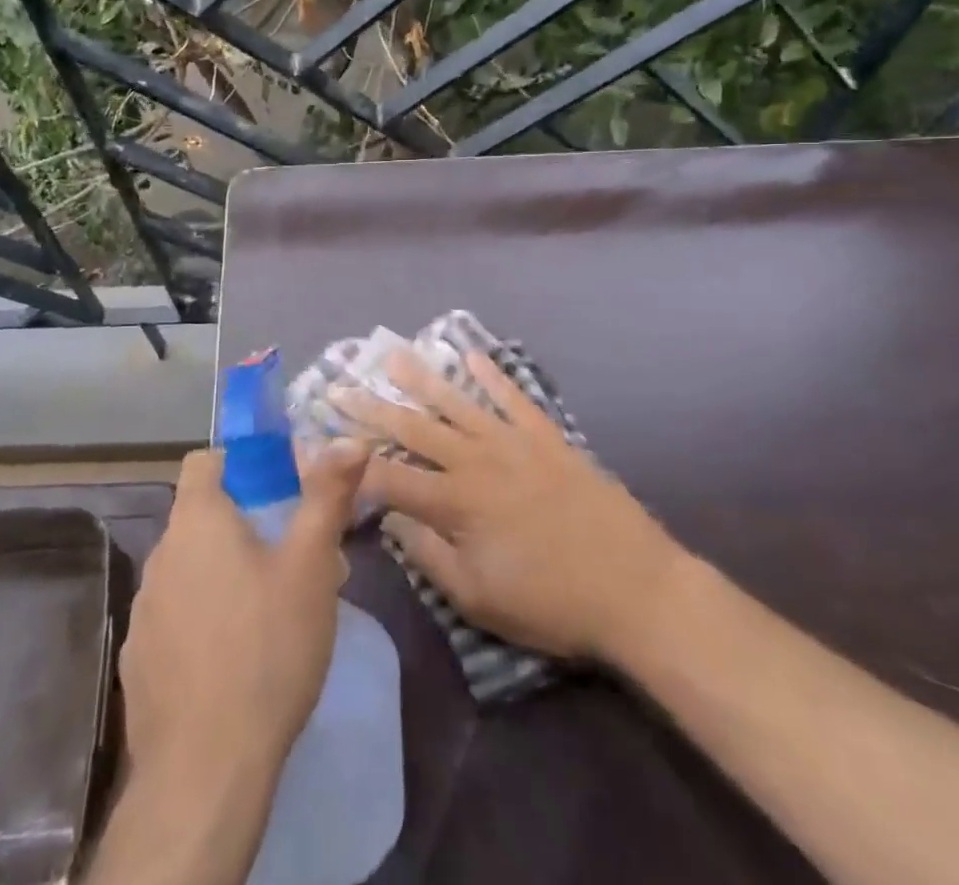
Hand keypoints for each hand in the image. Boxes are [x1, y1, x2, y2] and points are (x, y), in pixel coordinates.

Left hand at [120, 440, 369, 785]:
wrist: (204, 770)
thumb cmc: (266, 648)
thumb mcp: (310, 566)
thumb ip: (327, 496)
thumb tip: (350, 439)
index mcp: (197, 520)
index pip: (205, 461)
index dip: (240, 463)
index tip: (277, 486)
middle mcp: (161, 553)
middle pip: (201, 517)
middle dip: (244, 525)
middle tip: (291, 556)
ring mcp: (143, 608)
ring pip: (189, 569)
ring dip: (222, 574)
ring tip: (269, 611)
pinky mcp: (138, 659)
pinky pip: (174, 617)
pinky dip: (201, 621)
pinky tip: (232, 659)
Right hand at [350, 349, 682, 663]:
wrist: (636, 588)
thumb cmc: (552, 603)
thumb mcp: (479, 598)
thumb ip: (428, 554)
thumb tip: (390, 518)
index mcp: (456, 502)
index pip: (389, 476)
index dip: (351, 461)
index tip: (321, 444)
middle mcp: (476, 460)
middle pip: (413, 429)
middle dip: (371, 408)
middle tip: (339, 386)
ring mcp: (513, 442)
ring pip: (456, 403)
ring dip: (421, 379)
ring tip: (392, 356)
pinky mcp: (546, 437)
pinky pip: (512, 397)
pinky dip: (491, 375)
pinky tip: (471, 355)